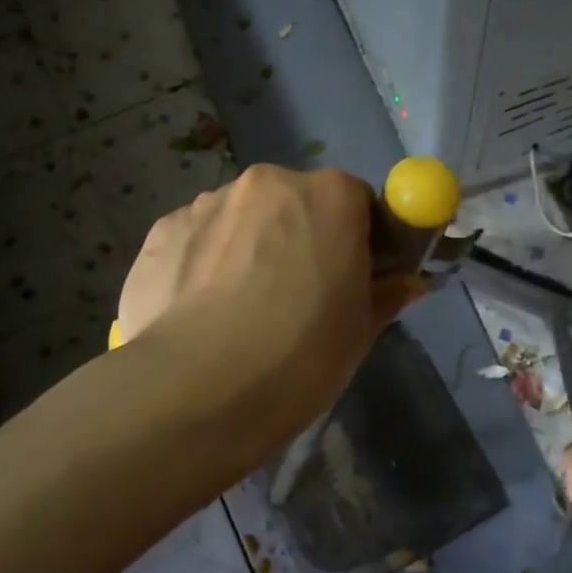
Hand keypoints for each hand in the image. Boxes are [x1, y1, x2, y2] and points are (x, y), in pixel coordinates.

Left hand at [117, 165, 420, 463]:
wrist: (198, 390)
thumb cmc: (301, 355)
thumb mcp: (360, 331)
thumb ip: (387, 293)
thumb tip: (410, 282)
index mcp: (330, 195)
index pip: (357, 201)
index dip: (357, 237)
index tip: (350, 276)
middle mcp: (268, 182)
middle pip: (294, 203)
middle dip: (298, 237)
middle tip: (293, 297)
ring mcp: (208, 202)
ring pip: (241, 219)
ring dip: (247, 247)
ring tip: (236, 311)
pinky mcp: (161, 230)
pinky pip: (197, 239)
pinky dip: (202, 263)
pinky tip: (197, 312)